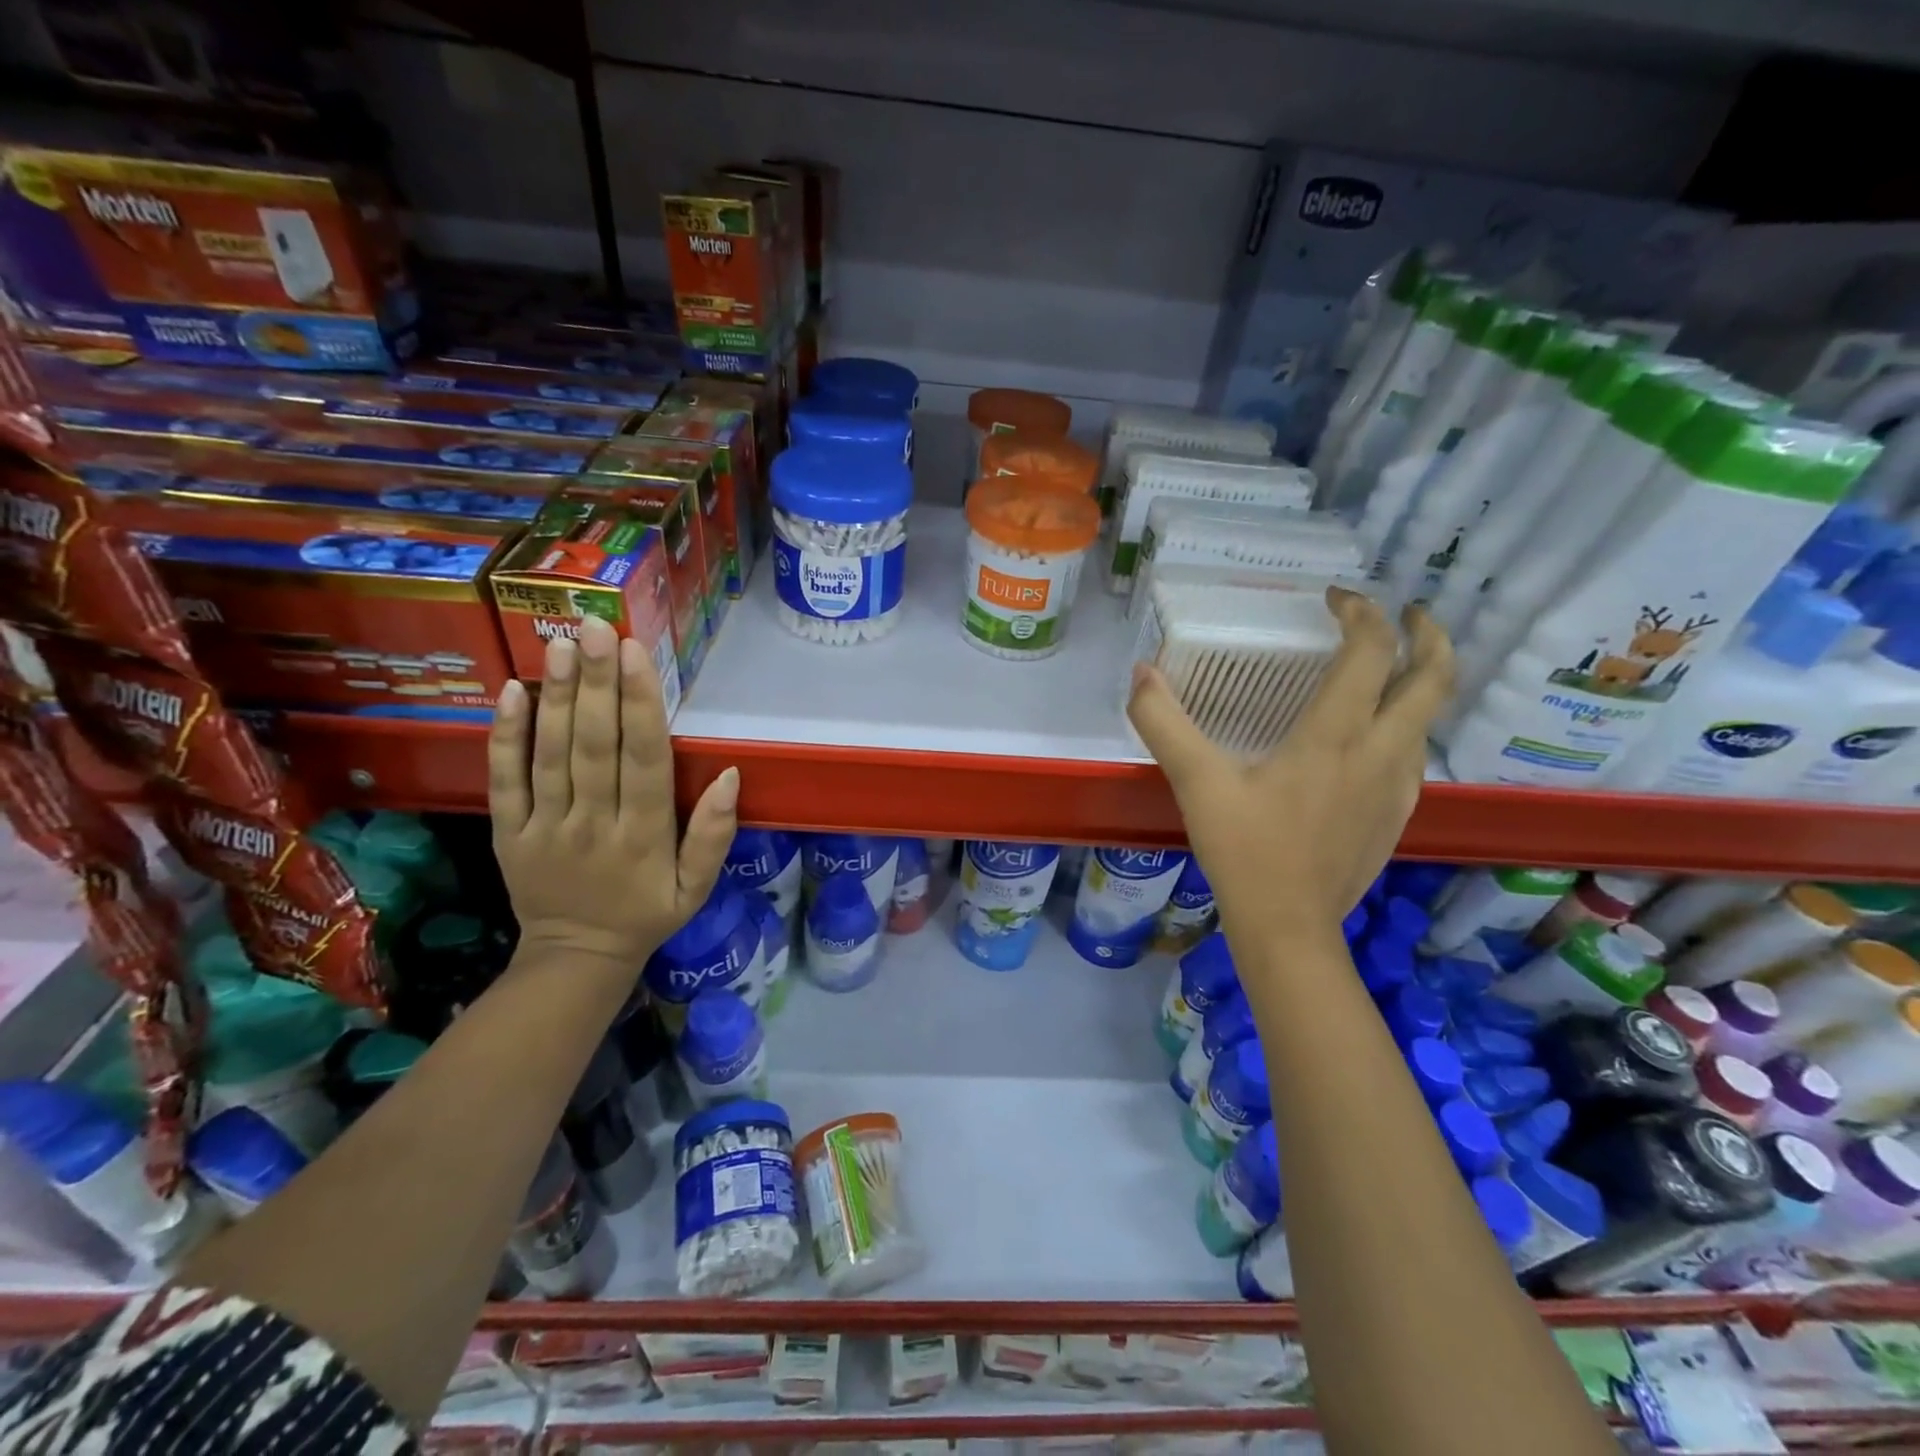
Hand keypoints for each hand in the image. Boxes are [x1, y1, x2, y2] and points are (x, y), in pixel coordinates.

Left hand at [487, 615, 738, 972]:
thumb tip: (732, 776)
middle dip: (597, 683)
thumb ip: (714, 835)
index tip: (635, 653)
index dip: (640, 705)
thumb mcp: (697, 887)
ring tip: (561, 644)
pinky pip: (504, 781)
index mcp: (644, 836)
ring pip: (551, 754)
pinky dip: (506, 736)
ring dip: (558, 697)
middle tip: (595, 627)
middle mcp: (594, 824)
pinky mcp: (509, 833)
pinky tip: (512, 692)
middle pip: (594, 746)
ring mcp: (545, 827)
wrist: (576, 958)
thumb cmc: (647, 914)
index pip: (644, 760)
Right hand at [1127, 588, 1452, 938]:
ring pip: (1430, 717)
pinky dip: (1406, 722)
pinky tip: (1372, 735)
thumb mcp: (1196, 783)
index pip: (1370, 652)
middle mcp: (1380, 752)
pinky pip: (1415, 752)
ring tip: (1390, 666)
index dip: (1361, 613)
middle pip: (1433, 678)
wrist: (1288, 927)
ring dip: (1421, 679)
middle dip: (1427, 635)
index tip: (1335, 598)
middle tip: (1405, 612)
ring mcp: (1397, 786)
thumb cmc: (1245, 851)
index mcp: (1335, 736)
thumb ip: (1164, 723)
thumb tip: (1141, 673)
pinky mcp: (1396, 814)